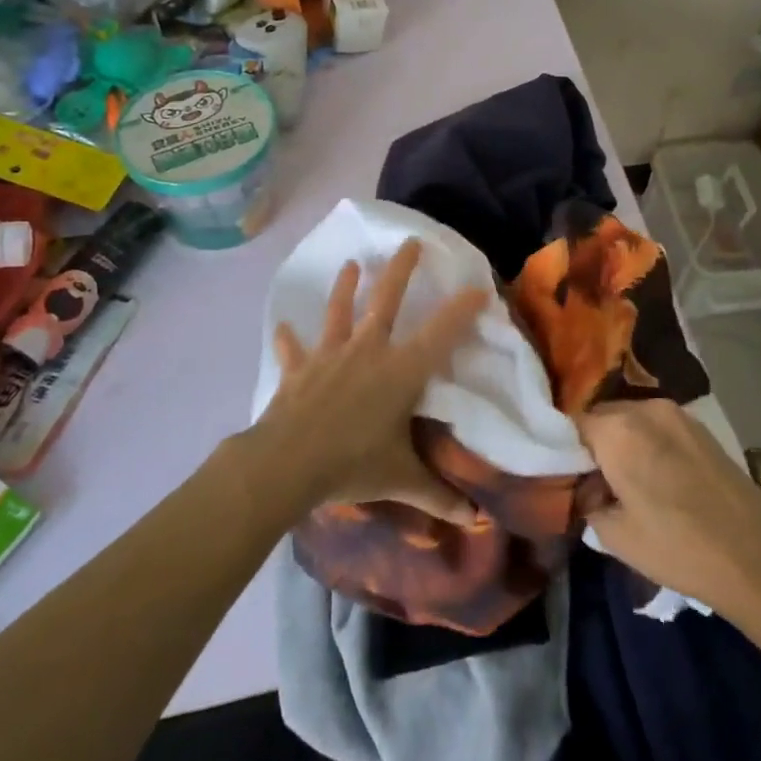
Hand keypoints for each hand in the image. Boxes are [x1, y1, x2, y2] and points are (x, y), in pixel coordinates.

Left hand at [253, 239, 488, 525]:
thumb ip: (437, 496)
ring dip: (345, 287)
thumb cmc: (352, 464)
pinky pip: (293, 350)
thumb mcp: (401, 479)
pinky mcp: (299, 370)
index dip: (462, 309)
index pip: (441, 333)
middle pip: (387, 299)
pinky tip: (282, 328)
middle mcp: (368, 351)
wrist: (287, 464)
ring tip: (351, 264)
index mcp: (400, 371)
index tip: (479, 289)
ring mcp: (330, 356)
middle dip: (402, 269)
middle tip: (411, 242)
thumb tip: (473, 518)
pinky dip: (289, 340)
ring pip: (339, 312)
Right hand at [578, 398, 760, 614]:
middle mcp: (645, 408)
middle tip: (595, 483)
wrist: (755, 558)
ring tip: (628, 482)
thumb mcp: (615, 536)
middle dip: (595, 444)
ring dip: (623, 442)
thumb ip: (587, 501)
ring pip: (632, 420)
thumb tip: (585, 487)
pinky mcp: (700, 427)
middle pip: (603, 417)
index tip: (567, 476)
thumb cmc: (677, 548)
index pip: (573, 424)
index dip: (565, 450)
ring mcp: (677, 413)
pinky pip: (658, 426)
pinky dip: (648, 443)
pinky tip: (658, 477)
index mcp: (617, 430)